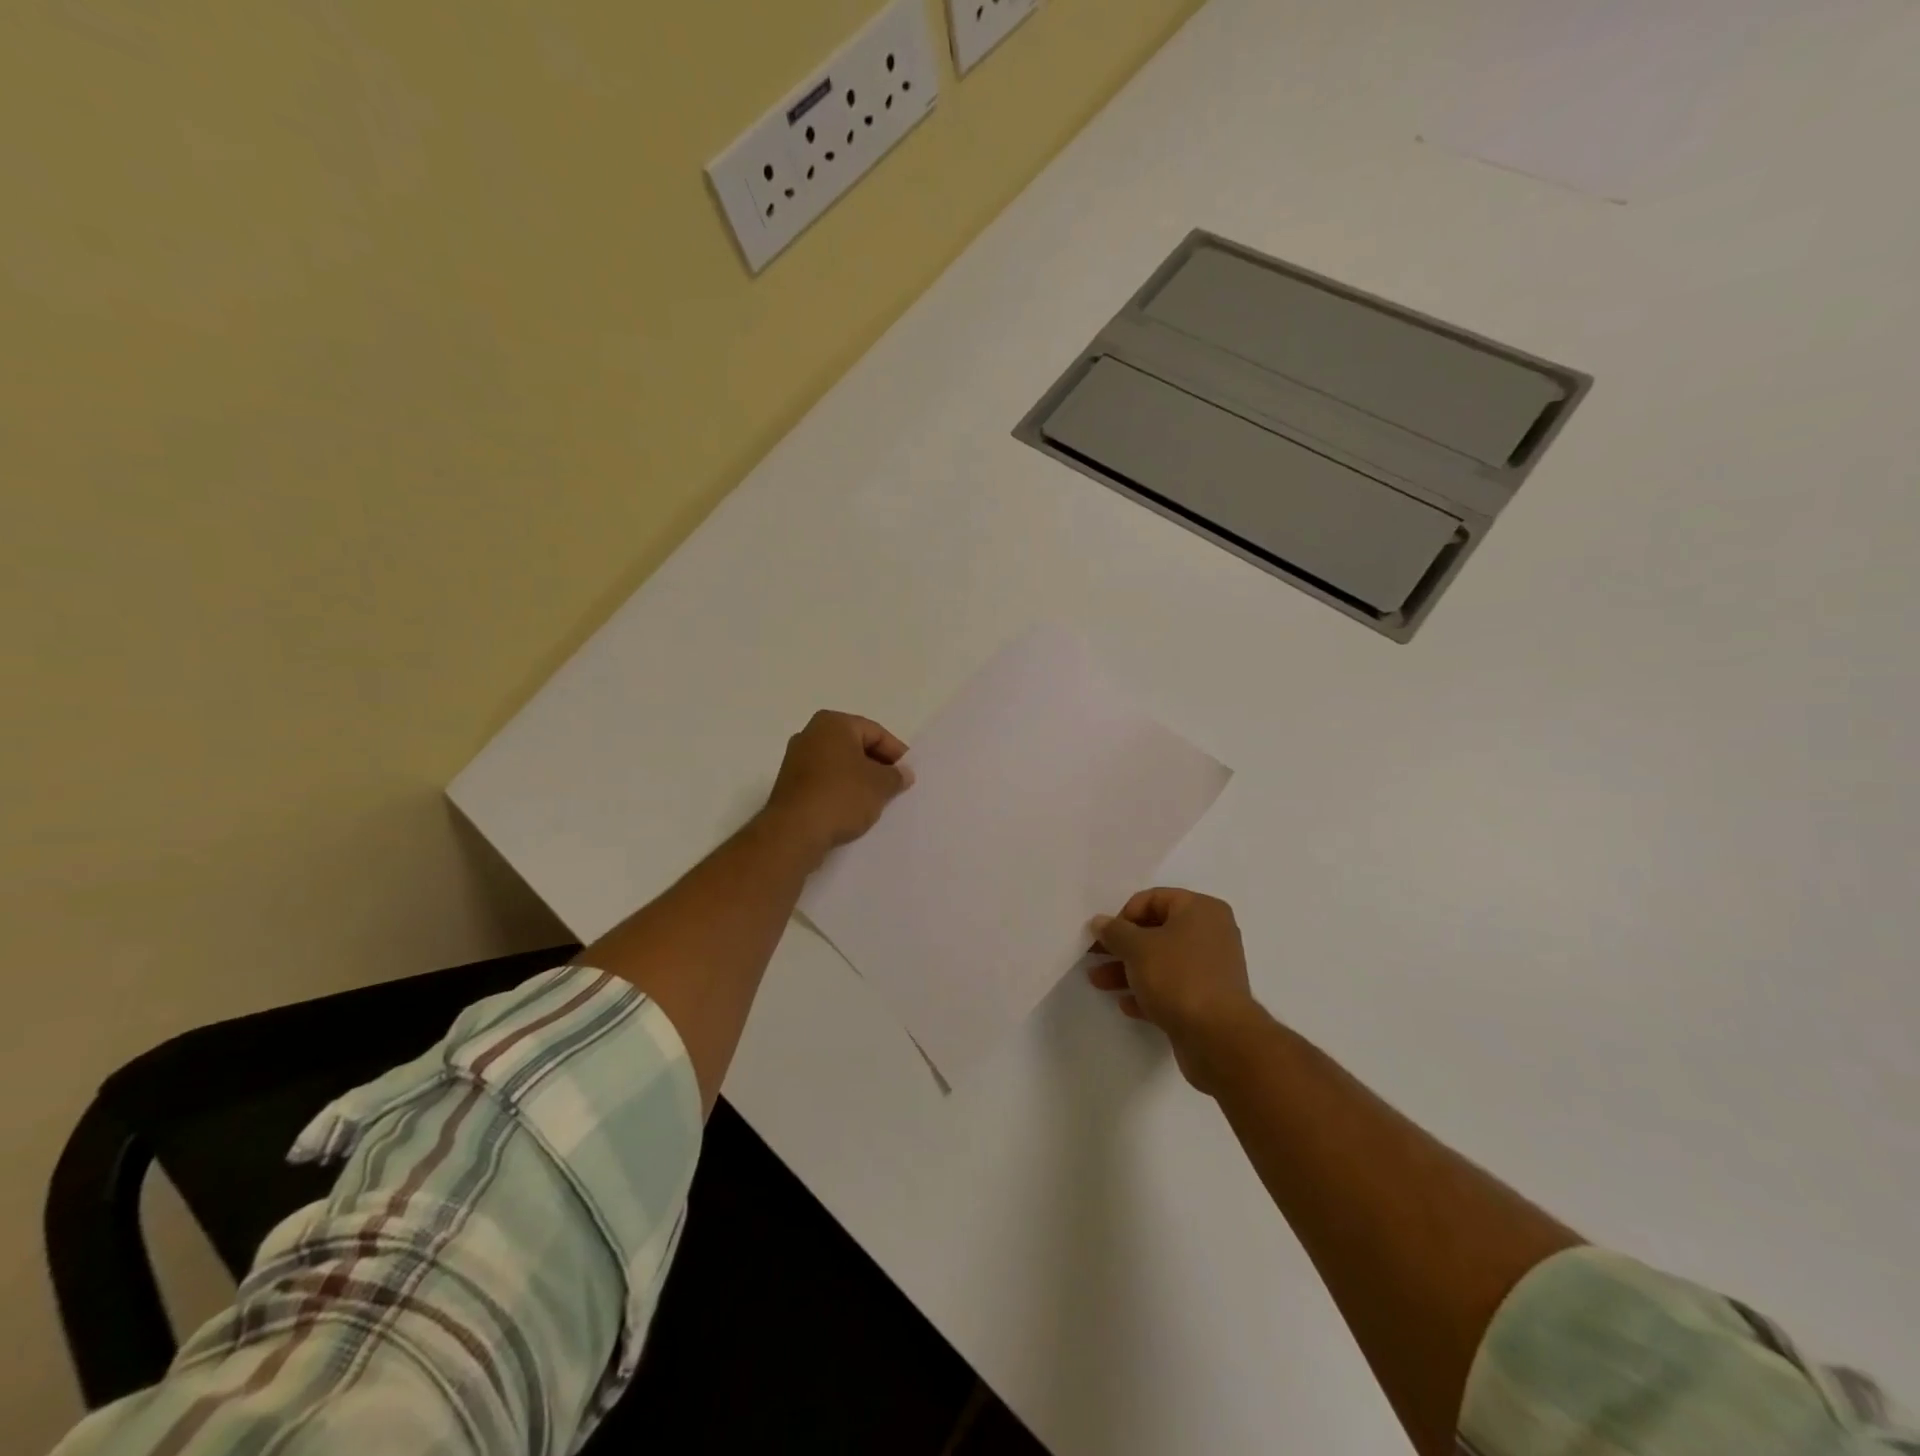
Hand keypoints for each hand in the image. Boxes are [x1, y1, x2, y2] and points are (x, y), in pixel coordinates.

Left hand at [764, 710, 913, 860]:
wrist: (794, 832)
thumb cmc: (841, 796)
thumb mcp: (880, 785)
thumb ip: (896, 775)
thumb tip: (903, 773)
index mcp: (833, 723)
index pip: (875, 732)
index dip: (897, 753)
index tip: (909, 774)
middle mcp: (810, 734)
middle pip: (855, 746)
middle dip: (877, 766)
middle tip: (896, 787)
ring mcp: (796, 760)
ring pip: (839, 765)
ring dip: (859, 780)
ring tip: (877, 801)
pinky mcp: (790, 785)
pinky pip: (824, 782)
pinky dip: (841, 791)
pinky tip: (853, 810)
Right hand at [1088, 889, 1263, 1092]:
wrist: (1218, 1037)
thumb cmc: (1178, 977)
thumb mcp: (1137, 948)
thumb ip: (1115, 932)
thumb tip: (1100, 922)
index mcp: (1200, 909)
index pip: (1154, 899)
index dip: (1124, 915)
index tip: (1105, 936)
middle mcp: (1210, 933)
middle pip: (1156, 931)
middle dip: (1122, 946)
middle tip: (1093, 957)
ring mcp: (1211, 968)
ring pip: (1161, 961)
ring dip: (1128, 970)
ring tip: (1098, 982)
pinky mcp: (1208, 999)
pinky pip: (1172, 987)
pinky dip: (1149, 992)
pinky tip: (1126, 1005)